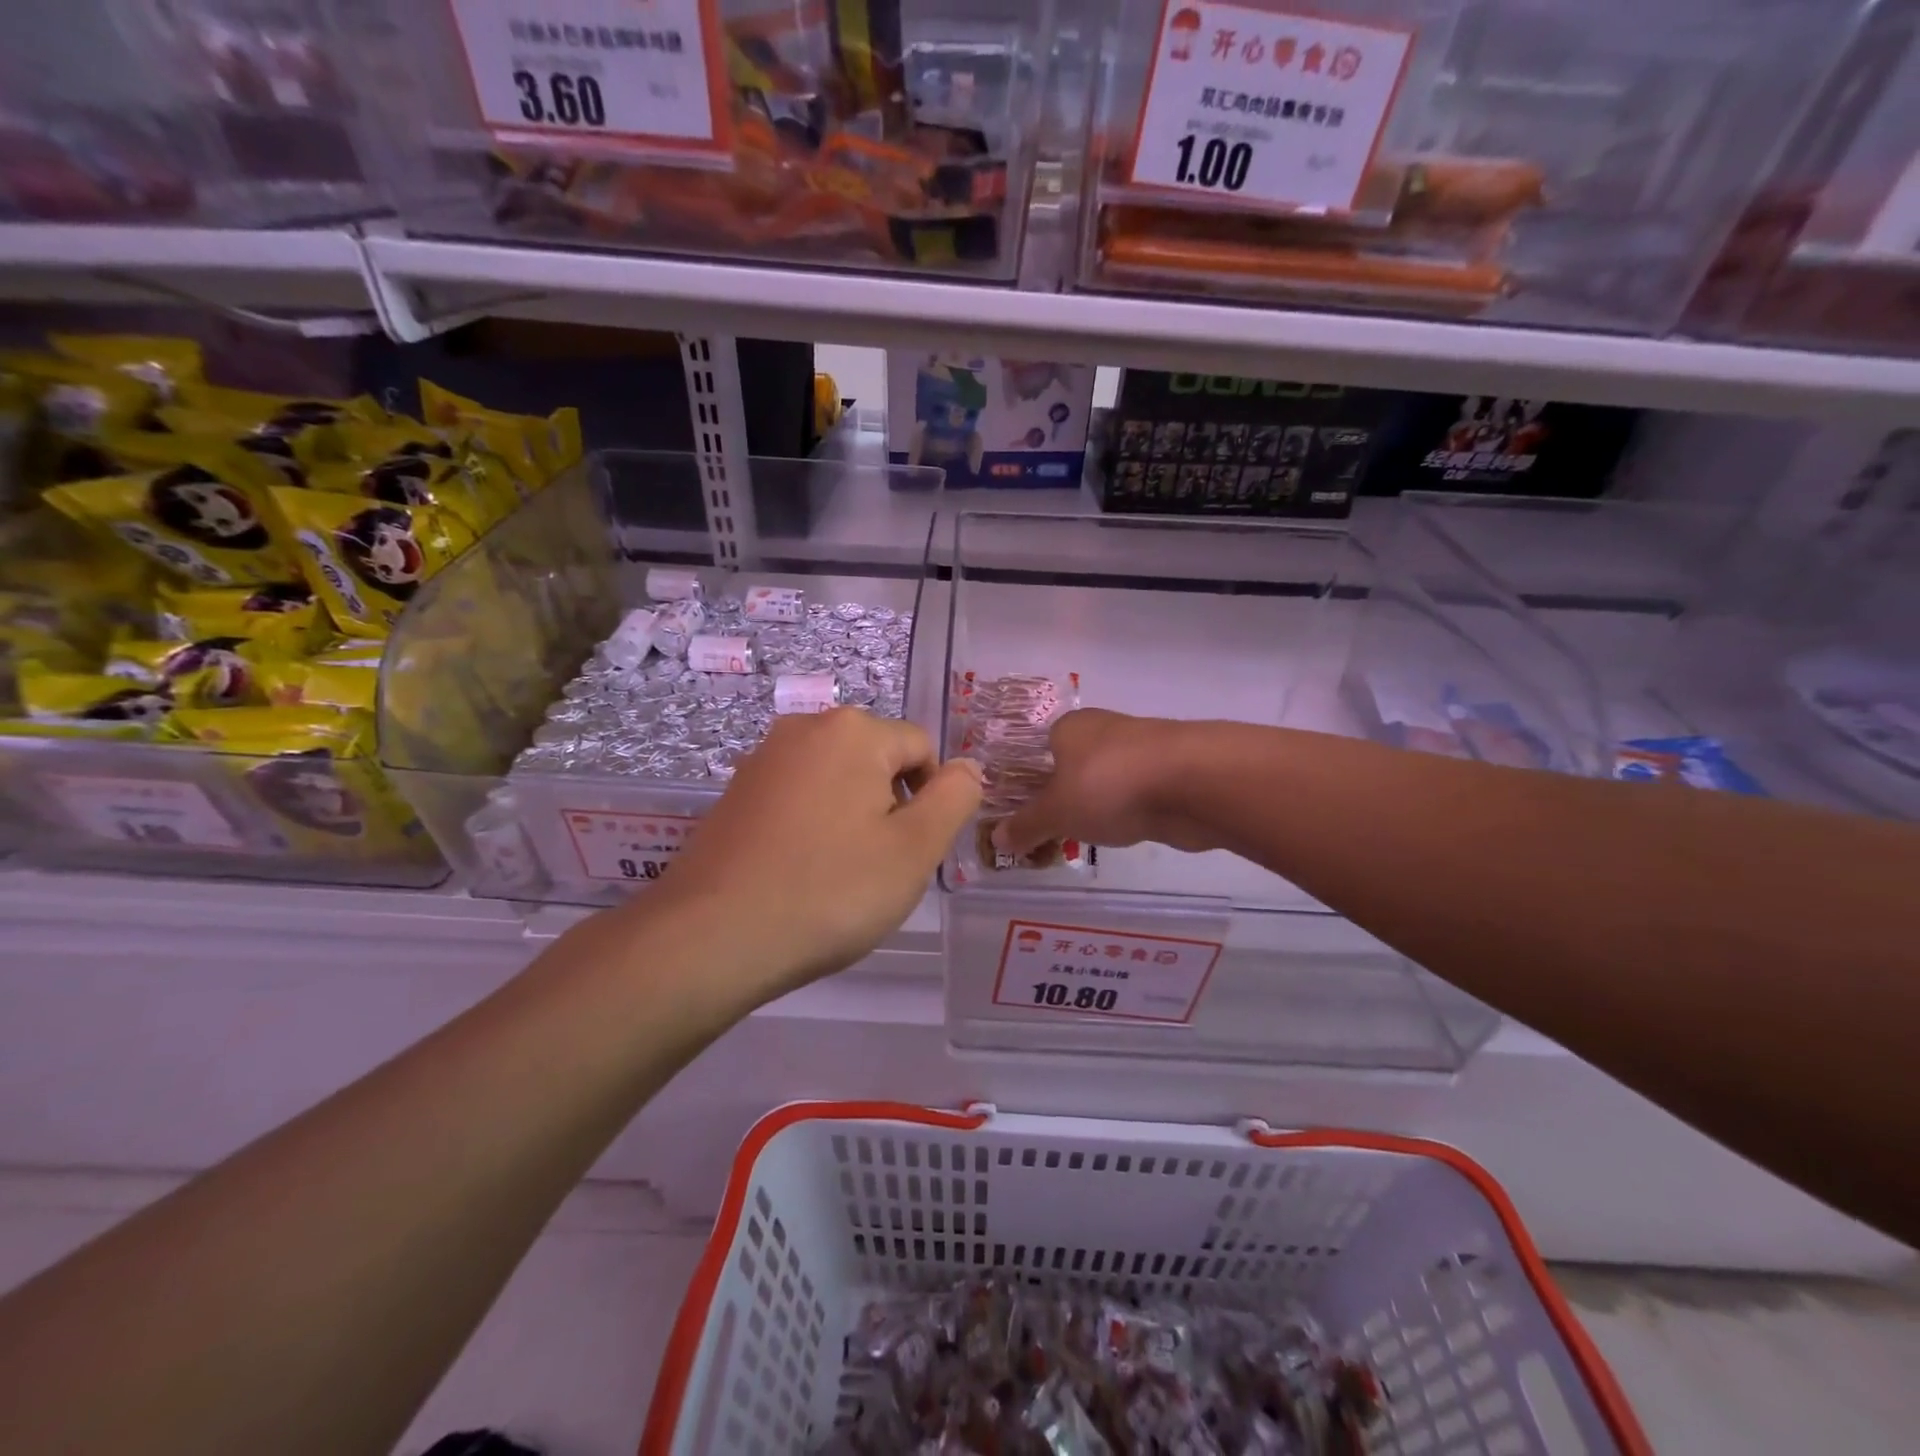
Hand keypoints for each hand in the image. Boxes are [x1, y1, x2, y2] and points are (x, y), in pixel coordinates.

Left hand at [653, 708, 981, 996]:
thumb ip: (953, 799)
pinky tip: (800, 872)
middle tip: (880, 866)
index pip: (921, 748)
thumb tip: (969, 766)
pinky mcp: (735, 791)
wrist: (711, 936)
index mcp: (854, 731)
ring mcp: (763, 758)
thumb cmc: (829, 891)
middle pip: (876, 759)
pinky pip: (798, 796)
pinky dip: (812, 825)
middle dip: (890, 805)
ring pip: (836, 779)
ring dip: (852, 817)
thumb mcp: (913, 850)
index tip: (914, 850)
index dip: (932, 798)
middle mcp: (805, 727)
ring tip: (839, 874)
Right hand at [994, 709, 1217, 858]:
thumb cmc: (1109, 785)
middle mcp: (1104, 730)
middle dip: (1064, 795)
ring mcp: (1141, 750)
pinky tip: (1123, 832)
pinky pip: (1136, 795)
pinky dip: (1127, 811)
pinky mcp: (1170, 773)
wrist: (1193, 783)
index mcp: (1069, 728)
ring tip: (1084, 837)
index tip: (1024, 812)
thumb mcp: (1056, 812)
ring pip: (1107, 780)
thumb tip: (996, 838)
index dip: (1029, 780)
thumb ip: (1027, 826)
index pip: (1040, 749)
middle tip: (1050, 831)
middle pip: (1074, 764)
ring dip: (1098, 804)